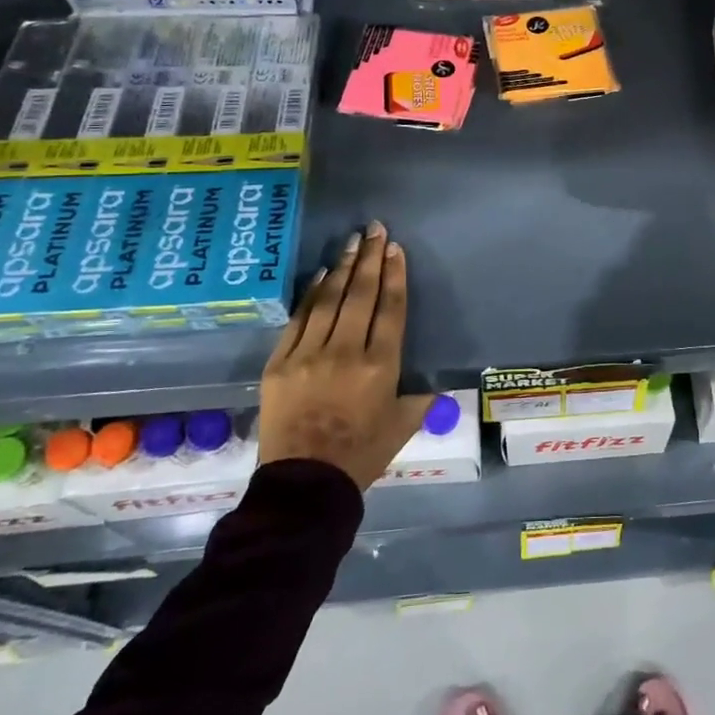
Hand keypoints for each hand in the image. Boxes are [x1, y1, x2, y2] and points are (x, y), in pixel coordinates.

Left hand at [259, 222, 430, 487]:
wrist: (304, 485)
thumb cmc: (362, 456)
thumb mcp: (404, 425)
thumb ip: (421, 397)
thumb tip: (435, 384)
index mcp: (380, 366)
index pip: (390, 309)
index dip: (395, 275)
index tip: (396, 249)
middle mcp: (346, 352)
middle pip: (361, 295)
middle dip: (371, 259)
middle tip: (375, 229)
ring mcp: (308, 354)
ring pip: (330, 300)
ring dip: (343, 268)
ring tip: (353, 242)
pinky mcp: (280, 363)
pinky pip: (299, 319)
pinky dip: (312, 294)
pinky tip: (322, 275)